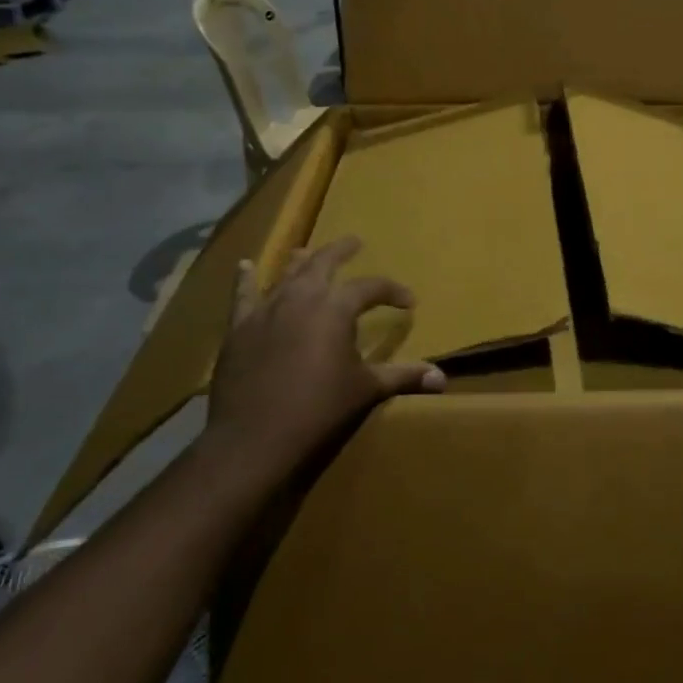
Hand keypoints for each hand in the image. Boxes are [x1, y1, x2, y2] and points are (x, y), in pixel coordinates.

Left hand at [205, 237, 444, 488]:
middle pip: (324, 262)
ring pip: (286, 274)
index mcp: (336, 308)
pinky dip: (245, 278)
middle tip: (354, 242)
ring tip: (308, 251)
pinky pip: (243, 295)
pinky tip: (245, 265)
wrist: (254, 440)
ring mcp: (266, 310)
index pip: (371, 287)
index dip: (392, 291)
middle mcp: (301, 298)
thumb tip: (443, 378)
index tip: (407, 302)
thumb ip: (403, 377)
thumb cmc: (319, 411)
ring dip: (301, 261)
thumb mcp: (366, 391)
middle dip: (342, 250)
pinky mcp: (239, 328)